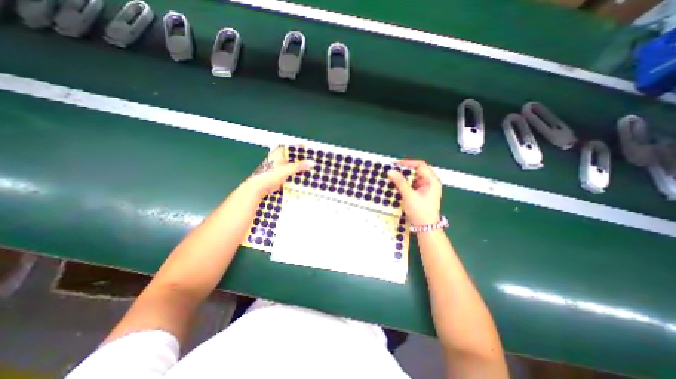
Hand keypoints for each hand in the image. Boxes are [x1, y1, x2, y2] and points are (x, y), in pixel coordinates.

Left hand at [246, 144, 314, 195]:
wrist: (259, 187)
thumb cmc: (269, 175)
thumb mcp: (286, 170)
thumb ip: (299, 166)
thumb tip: (312, 162)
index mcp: (280, 152)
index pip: (294, 146)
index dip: (303, 147)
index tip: (314, 150)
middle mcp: (281, 157)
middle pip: (295, 155)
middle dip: (304, 157)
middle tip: (315, 159)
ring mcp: (281, 165)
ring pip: (294, 163)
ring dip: (302, 165)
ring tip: (313, 166)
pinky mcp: (282, 173)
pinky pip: (293, 170)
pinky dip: (298, 171)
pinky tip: (306, 173)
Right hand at [385, 158, 444, 226]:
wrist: (425, 227)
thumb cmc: (420, 212)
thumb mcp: (409, 196)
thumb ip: (400, 182)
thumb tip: (391, 171)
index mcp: (432, 180)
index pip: (420, 165)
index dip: (407, 163)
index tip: (395, 165)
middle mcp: (430, 182)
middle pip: (417, 170)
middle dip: (404, 170)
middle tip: (392, 171)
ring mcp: (426, 187)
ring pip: (414, 177)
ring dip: (403, 177)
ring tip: (393, 177)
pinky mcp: (421, 193)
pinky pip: (412, 184)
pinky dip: (405, 183)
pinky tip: (397, 185)